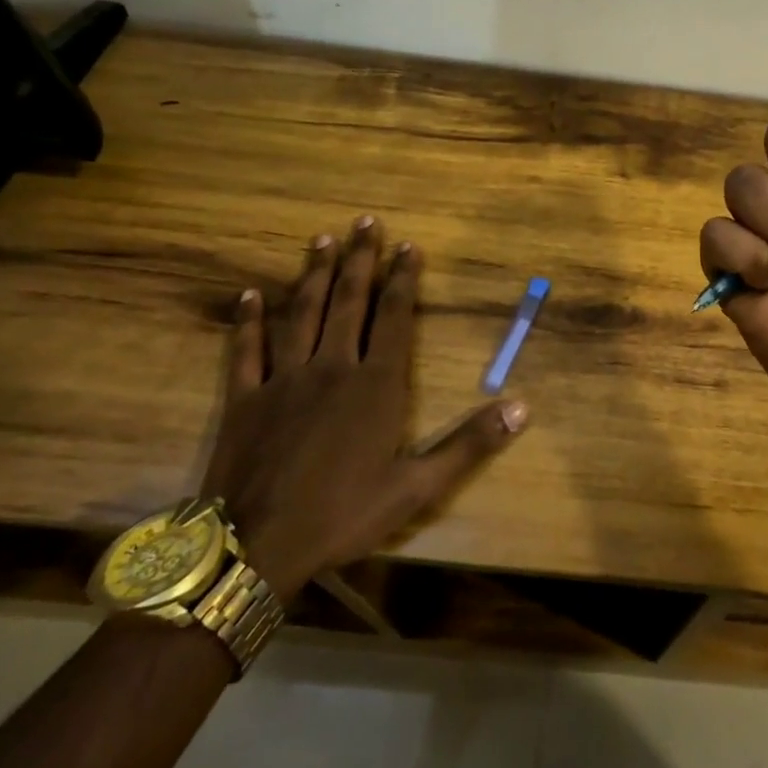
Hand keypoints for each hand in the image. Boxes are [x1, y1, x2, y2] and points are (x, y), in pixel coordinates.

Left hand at [203, 218, 528, 599]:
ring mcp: (285, 380)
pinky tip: (249, 294)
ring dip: (312, 275)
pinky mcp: (245, 399)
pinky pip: (246, 350)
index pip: (395, 317)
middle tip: (363, 221)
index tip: (407, 245)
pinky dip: (248, 321)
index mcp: (377, 384)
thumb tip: (522, 407)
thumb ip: (471, 443)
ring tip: (320, 239)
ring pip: (301, 314)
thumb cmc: (345, 514)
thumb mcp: (419, 486)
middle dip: (359, 260)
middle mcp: (332, 367)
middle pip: (348, 302)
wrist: (257, 546)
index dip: (403, 279)